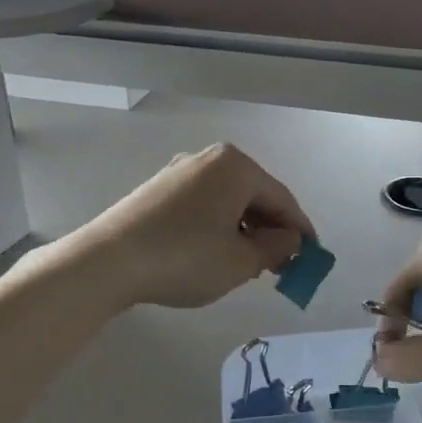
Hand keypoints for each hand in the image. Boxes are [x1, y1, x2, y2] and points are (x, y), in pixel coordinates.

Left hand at [69, 144, 314, 309]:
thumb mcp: (240, 261)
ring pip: (228, 200)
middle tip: (281, 264)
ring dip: (245, 229)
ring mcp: (180, 171)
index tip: (312, 257)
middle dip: (271, 229)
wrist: (108, 261)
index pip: (282, 198)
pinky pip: (203, 203)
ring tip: (250, 263)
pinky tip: (216, 251)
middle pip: (254, 195)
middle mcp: (209, 159)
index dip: (300, 230)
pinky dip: (218, 225)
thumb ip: (275, 248)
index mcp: (236, 166)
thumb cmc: (185, 258)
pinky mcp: (158, 188)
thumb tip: (290, 239)